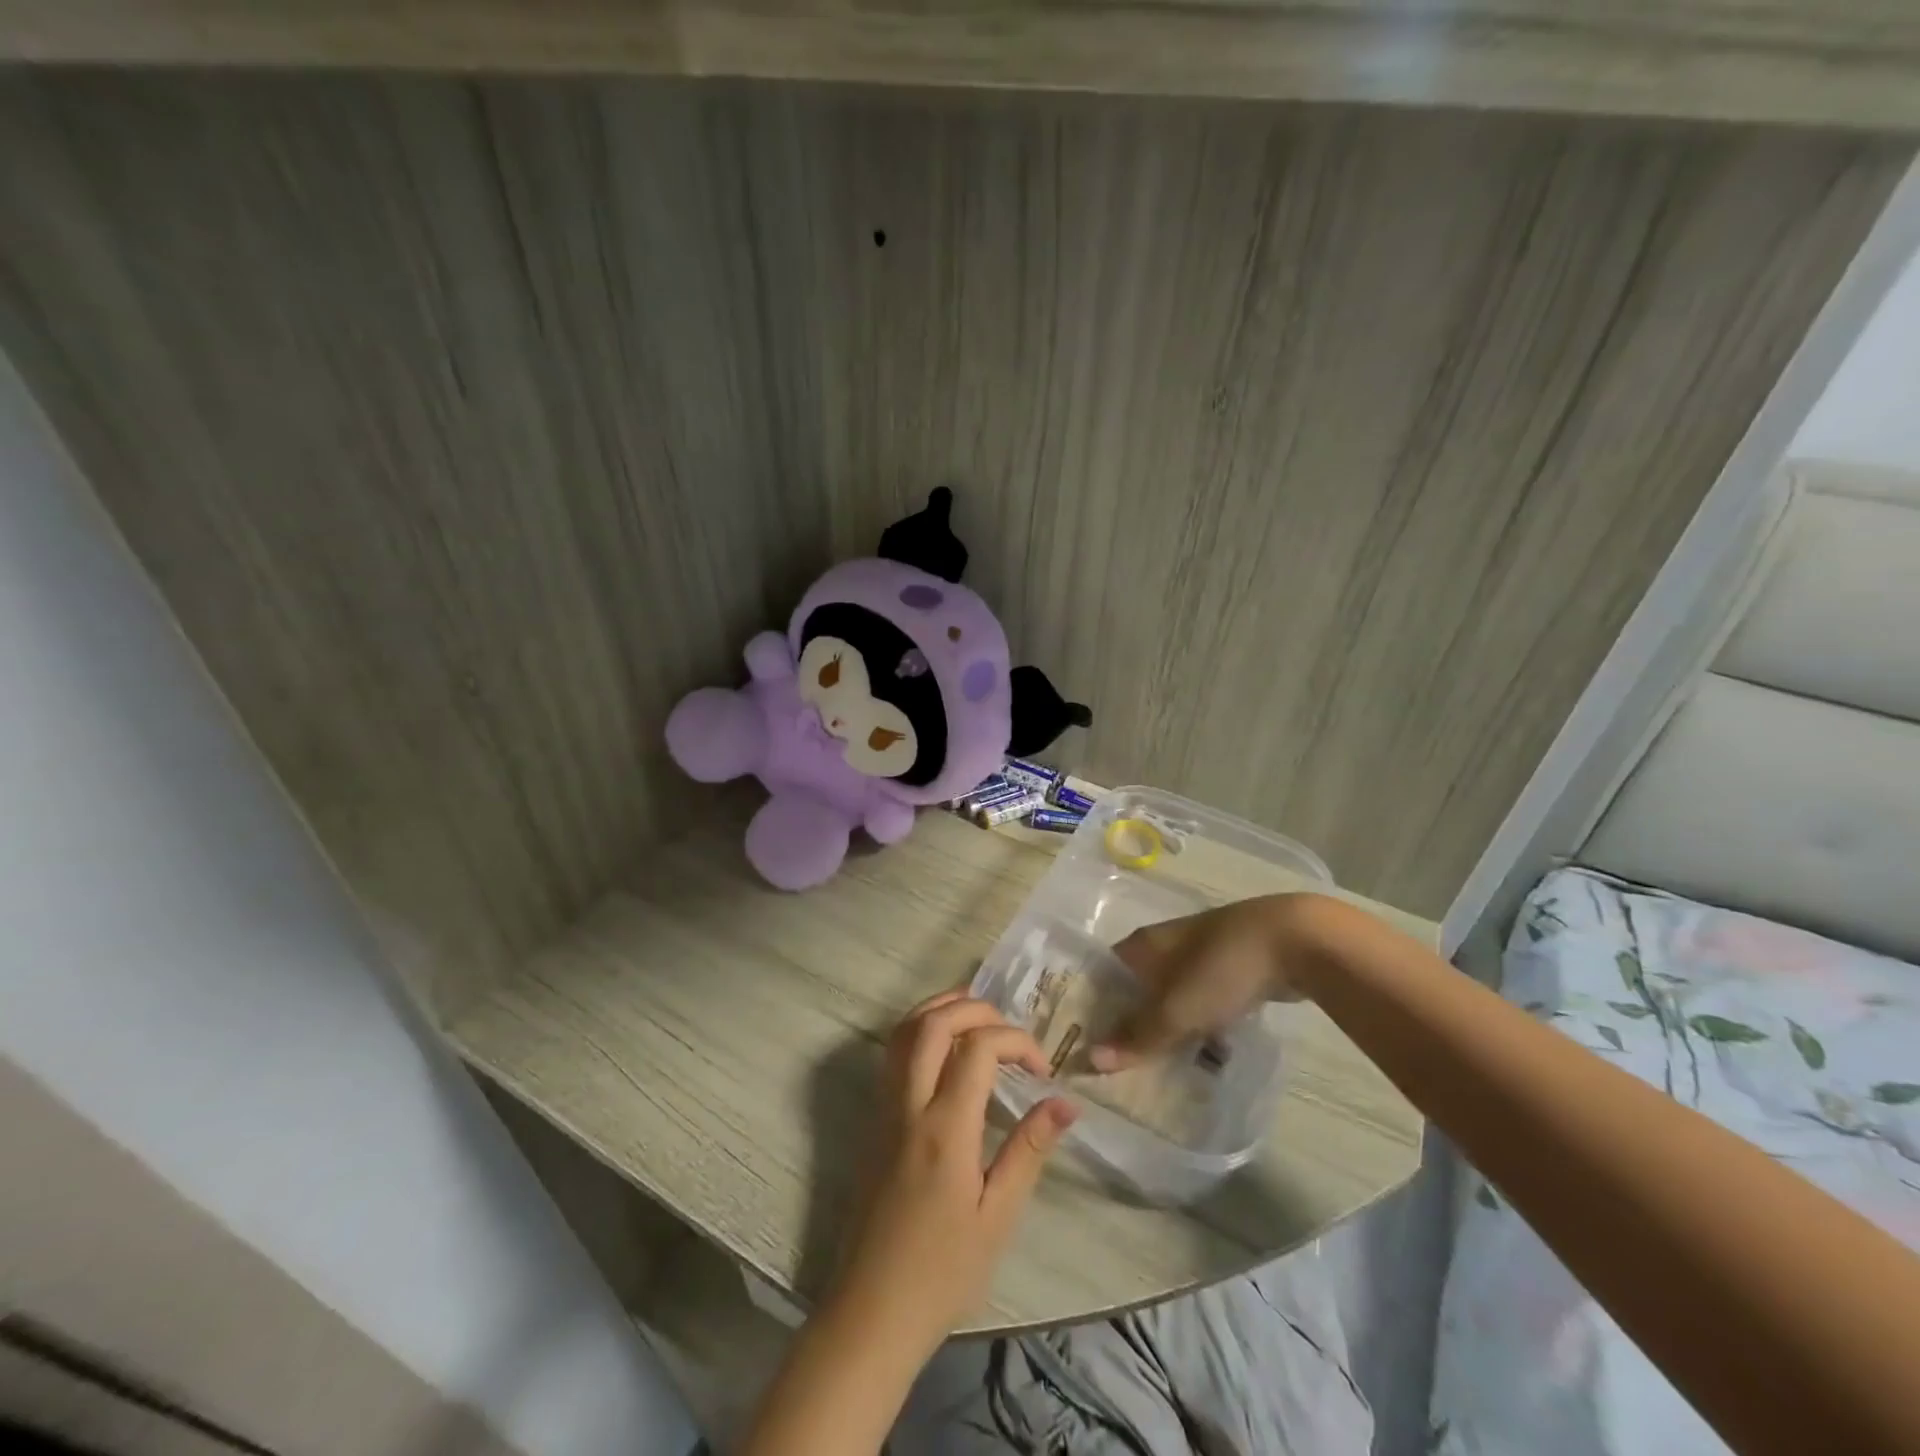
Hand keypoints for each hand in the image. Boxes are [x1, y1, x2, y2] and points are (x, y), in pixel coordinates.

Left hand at [829, 992, 1076, 1354]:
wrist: (871, 1310)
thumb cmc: (943, 1271)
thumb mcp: (998, 1216)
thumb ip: (1029, 1149)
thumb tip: (1065, 1101)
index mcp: (945, 1128)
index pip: (978, 1048)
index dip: (1016, 1041)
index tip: (1042, 1069)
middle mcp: (909, 1104)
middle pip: (934, 1022)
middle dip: (976, 1007)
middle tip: (1010, 1030)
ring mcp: (884, 1107)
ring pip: (905, 1030)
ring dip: (942, 1008)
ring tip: (980, 1019)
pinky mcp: (873, 1118)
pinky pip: (894, 1053)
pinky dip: (921, 1030)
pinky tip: (945, 1049)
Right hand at [1092, 896, 1313, 1072]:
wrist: (1293, 940)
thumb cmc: (1221, 969)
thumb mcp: (1175, 1010)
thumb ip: (1137, 1038)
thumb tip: (1089, 1060)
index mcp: (1142, 945)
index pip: (1102, 976)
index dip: (1091, 1008)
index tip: (1085, 1043)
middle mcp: (1164, 945)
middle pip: (1135, 988)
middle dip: (1130, 1023)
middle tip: (1121, 1065)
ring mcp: (1199, 954)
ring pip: (1170, 995)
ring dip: (1165, 1026)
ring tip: (1159, 1066)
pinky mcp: (1229, 967)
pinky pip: (1201, 999)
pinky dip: (1197, 1022)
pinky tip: (1204, 1050)